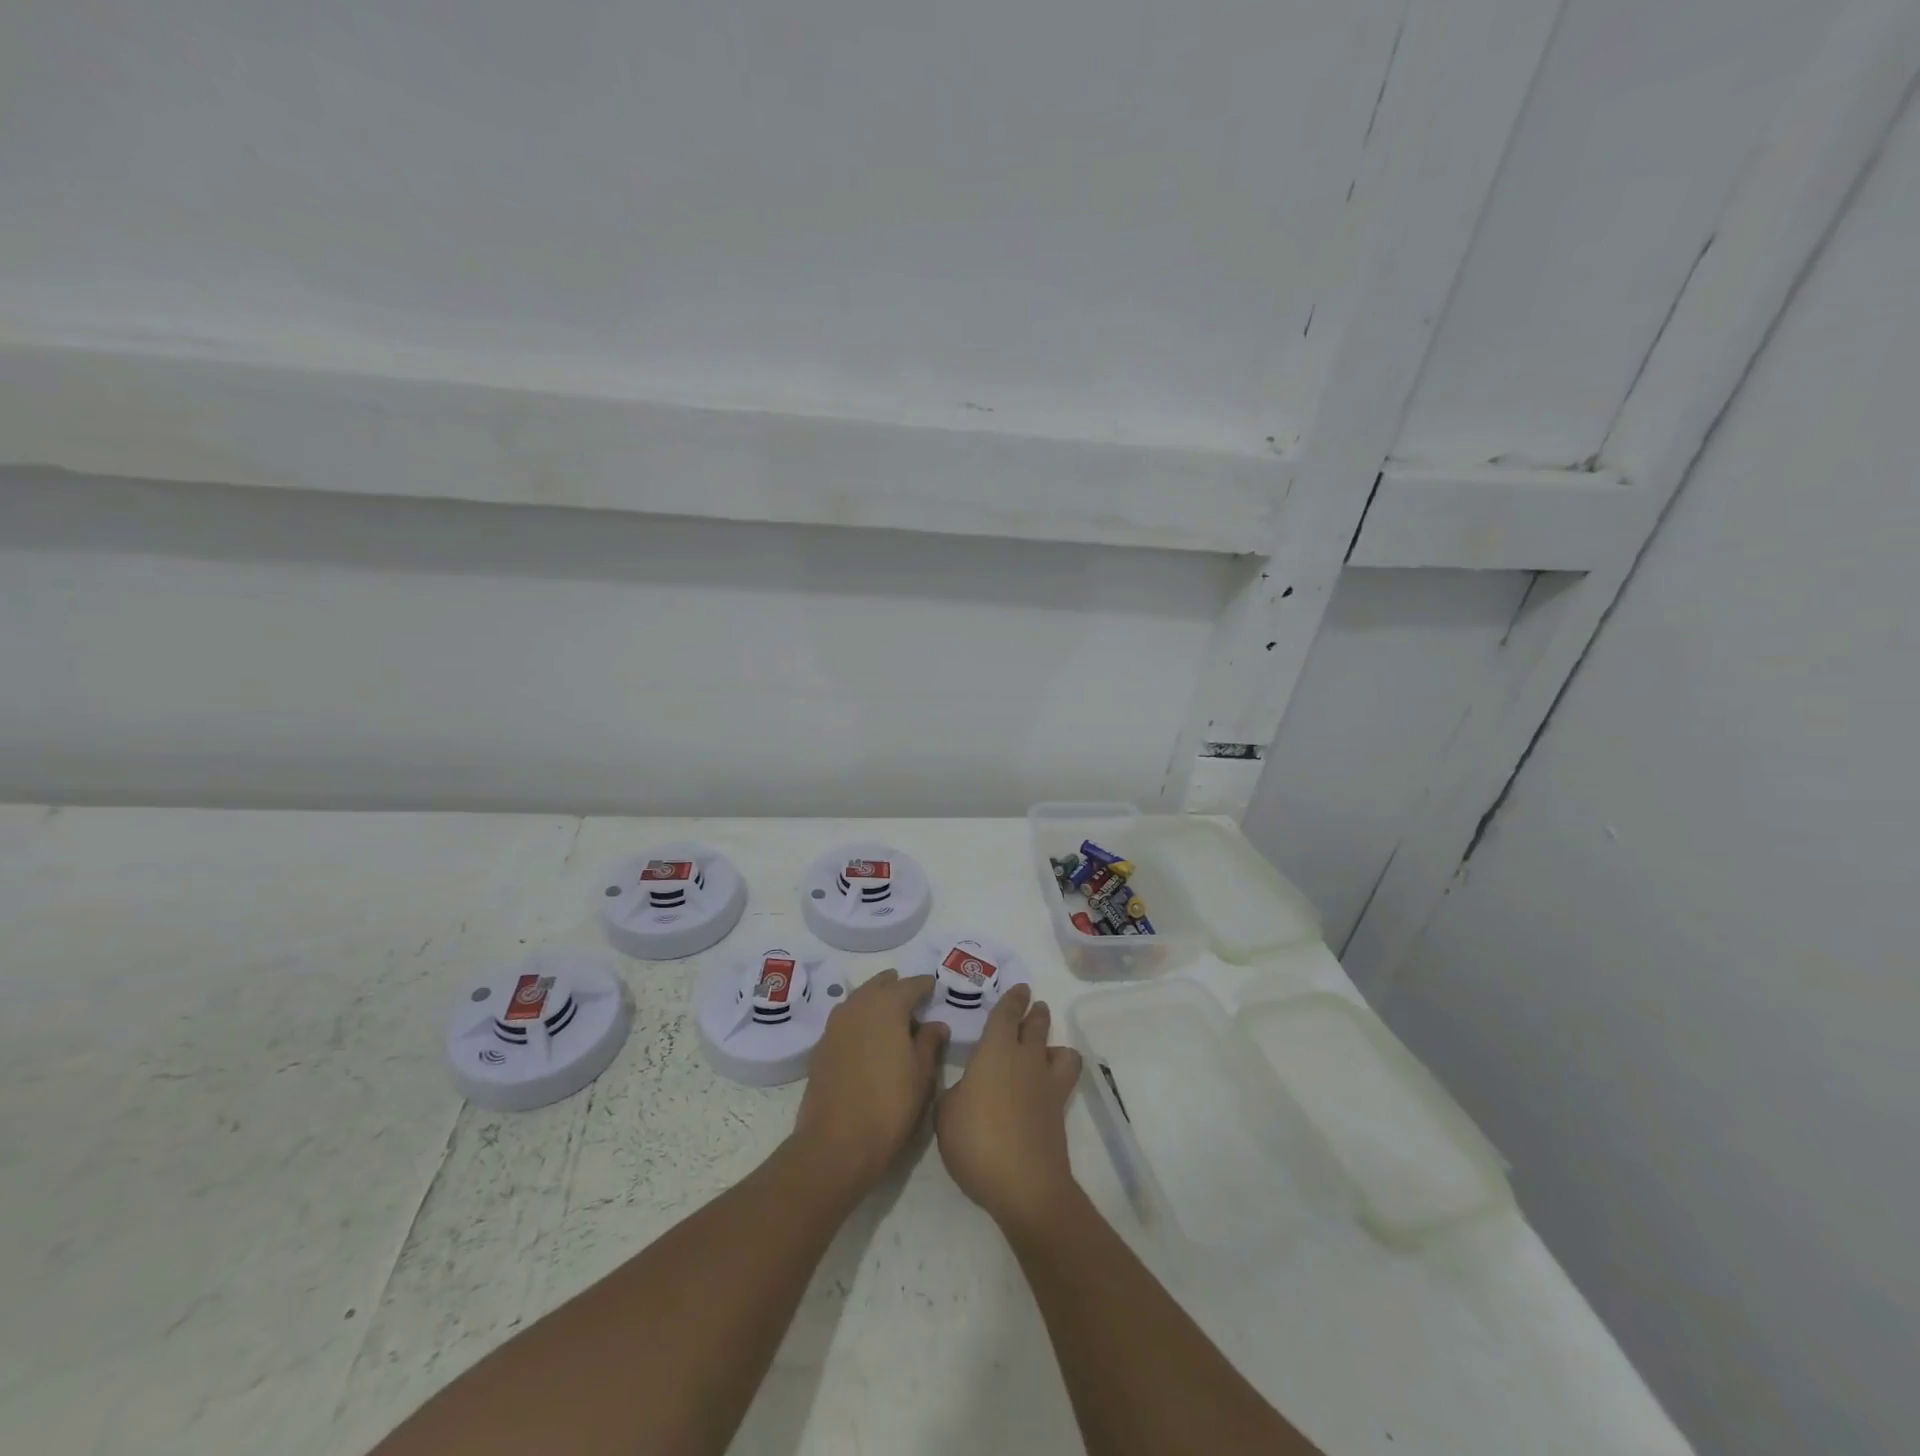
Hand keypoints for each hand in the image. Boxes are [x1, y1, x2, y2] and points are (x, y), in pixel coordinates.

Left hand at [792, 970, 947, 1196]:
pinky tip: (869, 1040)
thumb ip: (931, 1043)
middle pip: (880, 985)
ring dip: (876, 1002)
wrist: (836, 1144)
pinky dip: (860, 1021)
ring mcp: (835, 1024)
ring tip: (892, 1020)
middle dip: (897, 988)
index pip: (911, 984)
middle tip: (914, 1001)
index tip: (935, 991)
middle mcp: (858, 1005)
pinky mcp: (821, 1046)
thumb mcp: (922, 1075)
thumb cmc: (890, 1106)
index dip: (925, 986)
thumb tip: (936, 1024)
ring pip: (860, 999)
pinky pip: (846, 1020)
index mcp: (887, 1005)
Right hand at [935, 984, 1084, 1233]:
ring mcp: (1046, 1084)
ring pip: (1059, 1049)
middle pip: (1036, 1026)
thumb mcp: (945, 1115)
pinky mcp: (1058, 1110)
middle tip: (1035, 1005)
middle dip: (1035, 1013)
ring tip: (1046, 1047)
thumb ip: (950, 1093)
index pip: (1006, 1014)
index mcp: (995, 1050)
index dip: (1012, 1000)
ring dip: (1053, 1041)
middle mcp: (1025, 1058)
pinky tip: (1047, 1082)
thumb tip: (960, 1087)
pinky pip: (1064, 1078)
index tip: (1020, 989)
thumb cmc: (976, 1141)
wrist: (1024, 1184)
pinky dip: (1059, 1072)